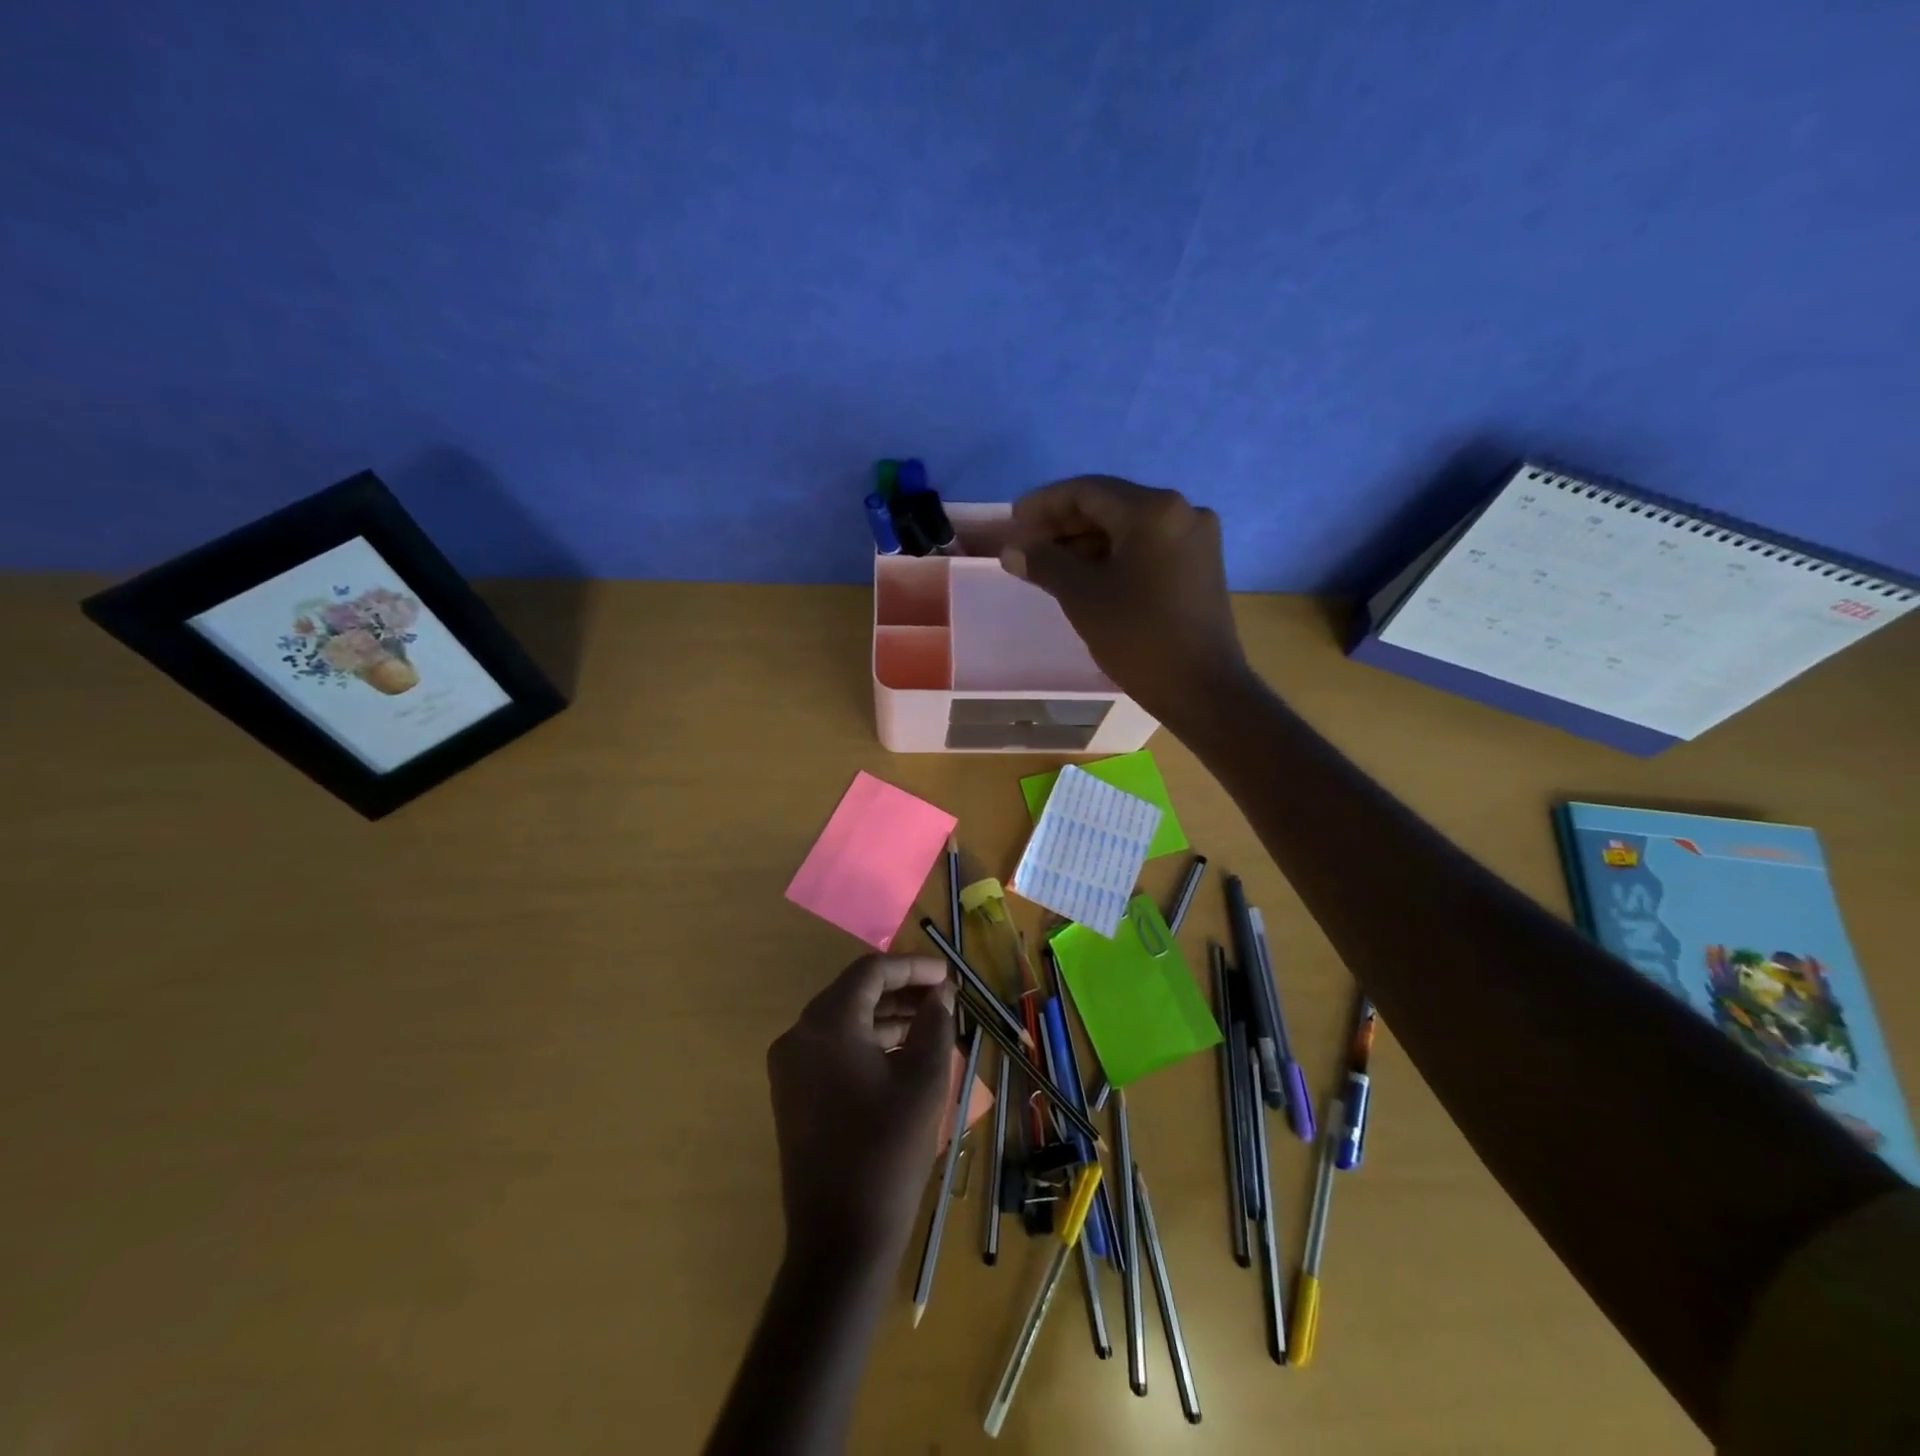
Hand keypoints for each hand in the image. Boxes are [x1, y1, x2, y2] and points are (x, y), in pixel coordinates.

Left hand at [765, 956, 957, 1260]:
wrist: (839, 1238)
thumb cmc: (887, 1151)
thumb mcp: (924, 1080)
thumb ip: (934, 1024)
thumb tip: (940, 994)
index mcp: (827, 1023)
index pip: (871, 971)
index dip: (913, 967)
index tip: (948, 977)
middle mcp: (799, 1034)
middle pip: (855, 992)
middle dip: (901, 991)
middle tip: (943, 998)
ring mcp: (790, 1066)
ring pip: (844, 1021)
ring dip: (886, 1017)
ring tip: (931, 1025)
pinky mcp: (792, 1093)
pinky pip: (832, 1048)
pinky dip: (866, 1042)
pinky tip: (902, 1054)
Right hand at [1001, 475, 1248, 721]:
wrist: (1202, 690)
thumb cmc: (1138, 638)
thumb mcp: (1082, 597)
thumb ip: (1044, 563)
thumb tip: (1012, 550)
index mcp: (1154, 510)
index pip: (1087, 491)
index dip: (1045, 504)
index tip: (1014, 521)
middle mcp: (1182, 511)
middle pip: (1110, 505)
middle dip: (1065, 524)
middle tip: (1027, 545)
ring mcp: (1195, 538)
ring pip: (1128, 527)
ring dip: (1087, 541)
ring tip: (1049, 564)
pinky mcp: (1200, 564)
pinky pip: (1147, 546)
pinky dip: (1113, 555)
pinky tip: (1085, 575)